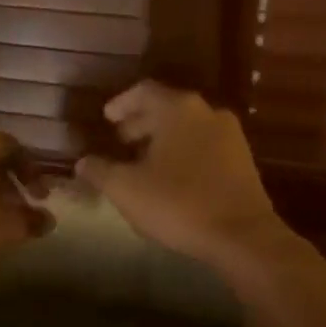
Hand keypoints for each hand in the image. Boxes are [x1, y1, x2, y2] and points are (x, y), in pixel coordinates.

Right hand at [74, 82, 286, 266]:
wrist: (242, 235)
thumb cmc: (178, 204)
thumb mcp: (126, 189)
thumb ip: (100, 171)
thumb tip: (82, 162)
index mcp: (178, 109)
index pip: (143, 91)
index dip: (121, 103)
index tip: (106, 118)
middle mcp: (207, 112)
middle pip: (168, 108)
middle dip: (141, 123)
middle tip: (121, 141)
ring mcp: (230, 136)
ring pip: (188, 128)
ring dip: (163, 140)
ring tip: (143, 162)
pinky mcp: (243, 161)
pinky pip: (205, 146)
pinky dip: (184, 153)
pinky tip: (172, 178)